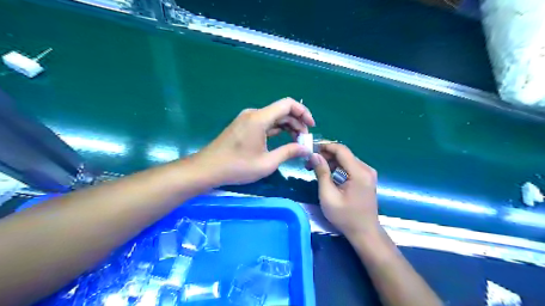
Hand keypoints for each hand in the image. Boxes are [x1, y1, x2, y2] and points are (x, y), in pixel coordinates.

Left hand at [196, 97, 315, 186]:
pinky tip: (284, 139)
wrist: (208, 168)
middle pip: (282, 111)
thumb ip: (289, 152)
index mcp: (259, 118)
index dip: (303, 112)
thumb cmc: (237, 167)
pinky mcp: (244, 125)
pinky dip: (277, 129)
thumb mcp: (267, 163)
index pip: (287, 104)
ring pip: (274, 117)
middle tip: (305, 139)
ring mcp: (247, 119)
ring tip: (297, 141)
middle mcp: (254, 114)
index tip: (311, 126)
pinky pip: (265, 123)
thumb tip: (306, 149)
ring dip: (287, 126)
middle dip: (297, 122)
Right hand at [309, 145, 379, 239]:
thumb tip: (314, 155)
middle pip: (343, 154)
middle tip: (310, 163)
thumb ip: (322, 173)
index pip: (341, 150)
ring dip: (330, 162)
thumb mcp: (328, 196)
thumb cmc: (345, 216)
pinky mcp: (366, 178)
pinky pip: (350, 166)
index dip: (325, 146)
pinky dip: (337, 168)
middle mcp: (366, 169)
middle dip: (325, 155)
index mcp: (359, 172)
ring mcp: (368, 173)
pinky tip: (327, 174)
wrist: (365, 232)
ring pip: (346, 159)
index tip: (310, 150)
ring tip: (315, 169)